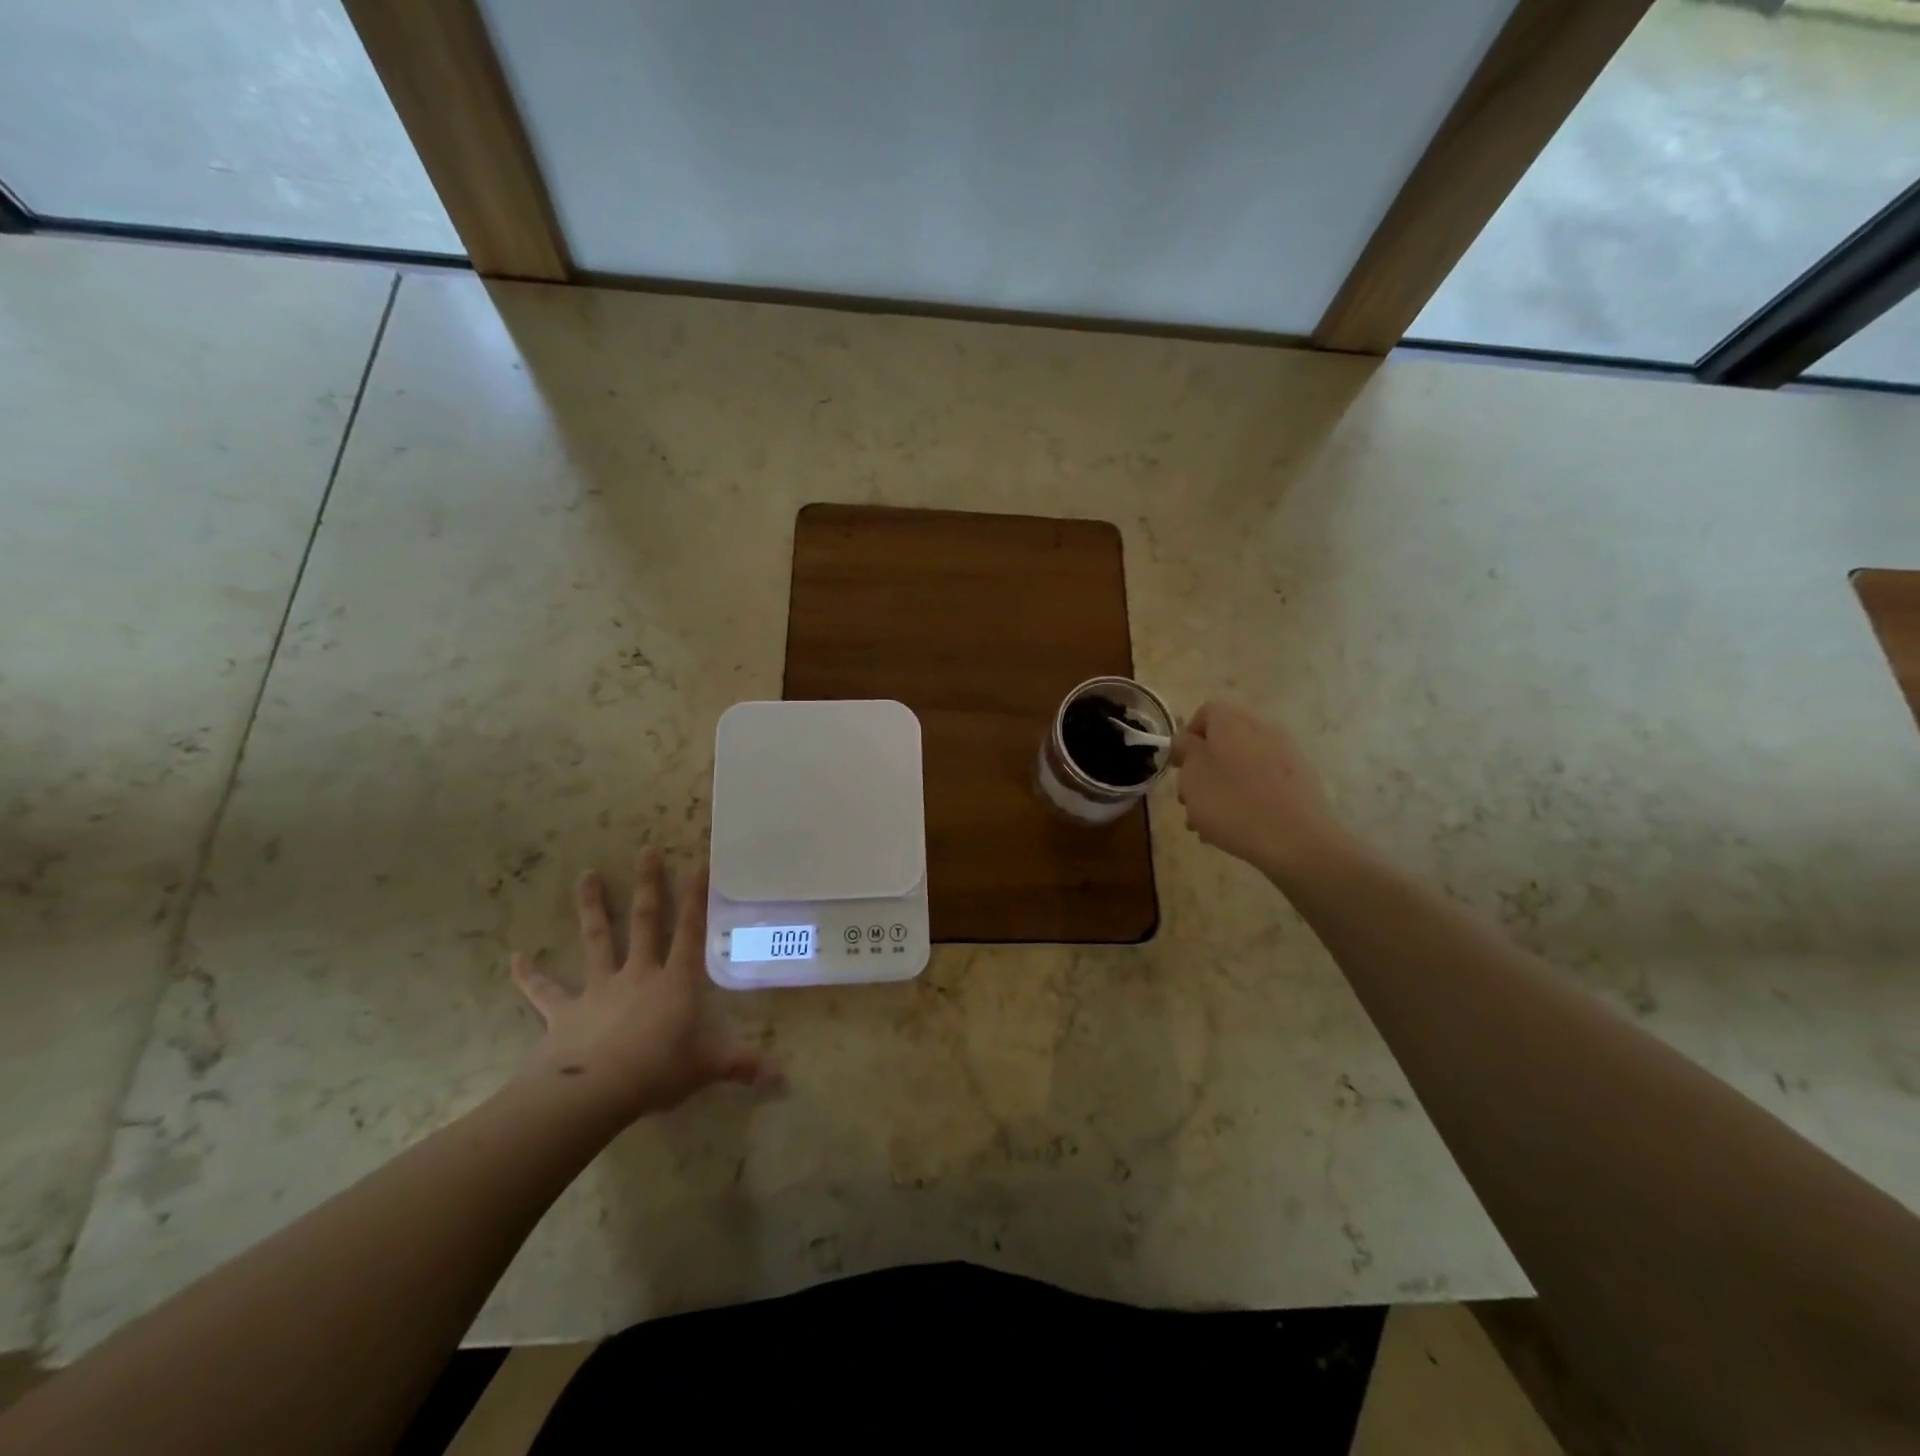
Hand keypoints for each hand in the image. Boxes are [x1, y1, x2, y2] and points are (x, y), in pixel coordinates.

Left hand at [509, 847, 770, 1125]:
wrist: (593, 1093)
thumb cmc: (657, 1071)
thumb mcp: (708, 1067)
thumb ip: (744, 1066)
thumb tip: (786, 1079)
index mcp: (675, 982)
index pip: (690, 931)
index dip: (696, 897)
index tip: (698, 862)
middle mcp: (638, 974)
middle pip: (643, 921)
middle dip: (647, 885)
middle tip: (645, 850)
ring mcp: (598, 989)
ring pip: (596, 940)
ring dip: (591, 907)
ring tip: (586, 875)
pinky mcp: (565, 1012)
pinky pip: (545, 991)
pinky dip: (529, 975)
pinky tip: (515, 958)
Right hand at [1169, 700, 1351, 885]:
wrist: (1296, 840)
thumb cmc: (1232, 803)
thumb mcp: (1192, 775)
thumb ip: (1185, 750)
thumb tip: (1187, 739)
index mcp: (1232, 722)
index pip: (1206, 712)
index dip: (1187, 737)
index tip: (1178, 766)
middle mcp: (1262, 730)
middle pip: (1223, 741)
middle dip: (1202, 769)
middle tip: (1189, 800)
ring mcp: (1285, 755)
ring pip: (1241, 765)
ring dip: (1220, 787)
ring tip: (1207, 823)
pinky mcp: (1300, 781)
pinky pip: (1262, 782)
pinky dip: (1246, 798)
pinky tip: (1235, 828)